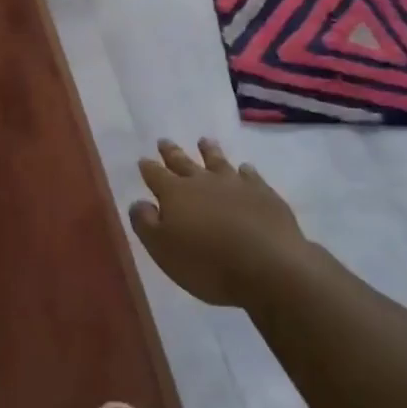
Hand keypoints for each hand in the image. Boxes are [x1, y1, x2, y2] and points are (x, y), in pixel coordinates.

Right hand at [130, 139, 305, 307]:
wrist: (268, 266)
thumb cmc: (207, 263)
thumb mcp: (163, 250)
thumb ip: (145, 223)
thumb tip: (138, 202)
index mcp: (175, 194)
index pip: (156, 175)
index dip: (148, 168)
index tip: (143, 160)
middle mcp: (203, 181)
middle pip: (183, 162)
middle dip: (172, 152)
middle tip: (164, 141)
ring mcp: (235, 184)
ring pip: (218, 161)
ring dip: (209, 151)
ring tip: (204, 141)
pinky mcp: (264, 194)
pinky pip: (251, 175)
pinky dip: (245, 171)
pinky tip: (245, 169)